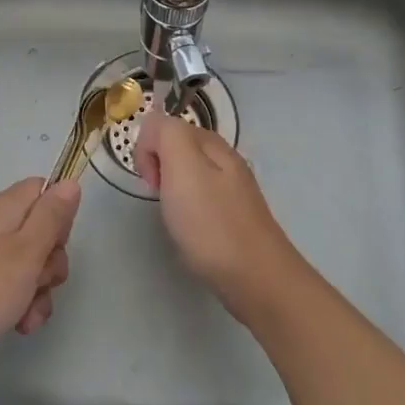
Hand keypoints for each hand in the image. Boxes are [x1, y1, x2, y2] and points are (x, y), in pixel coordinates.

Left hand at [0, 177, 79, 387]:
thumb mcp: (26, 251)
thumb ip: (51, 217)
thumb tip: (69, 183)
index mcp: (1, 209)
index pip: (41, 190)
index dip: (58, 214)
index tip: (58, 242)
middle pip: (37, 231)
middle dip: (50, 261)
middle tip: (42, 281)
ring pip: (24, 265)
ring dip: (36, 291)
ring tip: (28, 315)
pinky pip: (4, 288)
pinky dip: (16, 305)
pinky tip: (17, 327)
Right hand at [135, 112, 300, 318]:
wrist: (256, 279)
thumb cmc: (211, 223)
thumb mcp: (182, 166)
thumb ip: (165, 133)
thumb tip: (153, 126)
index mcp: (211, 143)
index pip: (164, 125)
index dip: (149, 150)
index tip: (153, 182)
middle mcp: (224, 159)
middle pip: (176, 148)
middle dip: (159, 170)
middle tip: (164, 200)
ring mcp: (231, 189)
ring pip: (187, 174)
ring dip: (172, 192)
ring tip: (178, 219)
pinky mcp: (233, 216)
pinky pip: (199, 198)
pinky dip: (187, 211)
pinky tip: (193, 232)